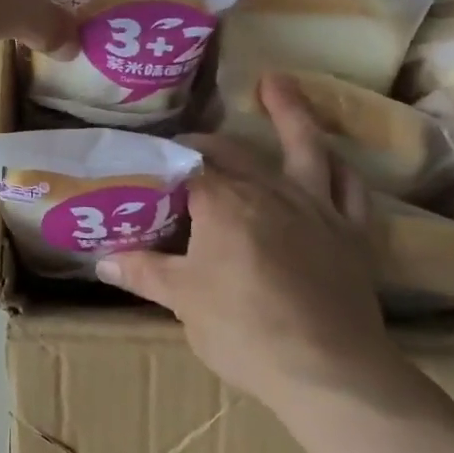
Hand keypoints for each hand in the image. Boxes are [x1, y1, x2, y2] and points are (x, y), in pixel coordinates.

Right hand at [97, 74, 411, 408]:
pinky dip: (339, 168)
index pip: (187, 170)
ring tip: (277, 82)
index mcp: (223, 203)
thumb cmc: (245, 331)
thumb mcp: (183, 301)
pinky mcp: (351, 233)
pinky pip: (350, 189)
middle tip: (187, 143)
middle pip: (233, 152)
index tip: (147, 166)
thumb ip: (144, 273)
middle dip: (206, 143)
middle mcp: (269, 191)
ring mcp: (316, 208)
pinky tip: (332, 158)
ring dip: (290, 112)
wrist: (330, 371)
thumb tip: (102, 260)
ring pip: (305, 148)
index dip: (165, 165)